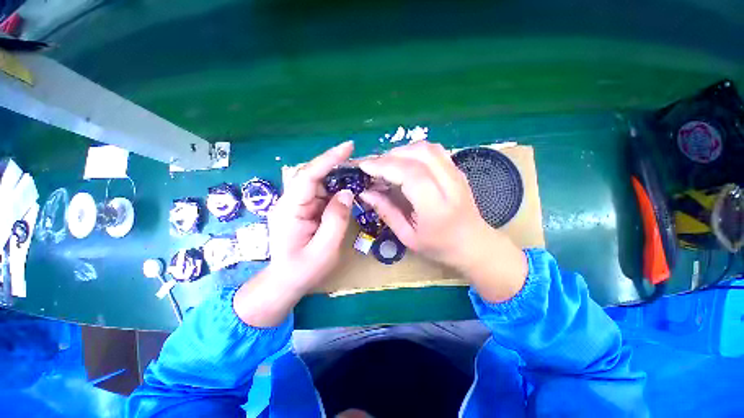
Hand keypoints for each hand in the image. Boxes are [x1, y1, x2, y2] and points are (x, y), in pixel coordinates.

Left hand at [234, 142, 354, 326]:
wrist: (286, 282)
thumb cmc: (302, 271)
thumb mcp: (324, 250)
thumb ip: (336, 221)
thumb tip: (346, 192)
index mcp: (289, 210)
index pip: (308, 176)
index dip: (328, 159)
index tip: (348, 147)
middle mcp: (291, 202)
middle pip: (313, 175)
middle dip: (336, 166)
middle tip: (360, 163)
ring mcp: (298, 205)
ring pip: (319, 183)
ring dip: (338, 177)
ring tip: (359, 174)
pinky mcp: (305, 209)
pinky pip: (322, 193)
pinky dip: (336, 189)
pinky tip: (349, 189)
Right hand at [359, 141, 527, 301]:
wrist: (473, 243)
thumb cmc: (439, 246)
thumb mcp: (407, 237)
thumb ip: (386, 212)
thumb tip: (365, 193)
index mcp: (436, 206)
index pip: (410, 174)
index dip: (384, 166)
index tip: (364, 166)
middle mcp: (449, 184)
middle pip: (418, 154)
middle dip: (389, 156)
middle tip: (373, 167)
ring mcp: (456, 173)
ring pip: (426, 148)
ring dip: (402, 151)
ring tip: (387, 164)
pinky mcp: (457, 169)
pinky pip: (434, 150)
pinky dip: (414, 151)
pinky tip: (404, 163)